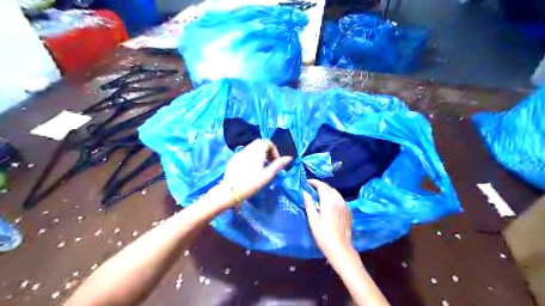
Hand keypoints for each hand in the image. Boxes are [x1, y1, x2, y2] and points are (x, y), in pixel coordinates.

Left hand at [220, 139, 291, 203]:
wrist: (230, 191)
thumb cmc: (251, 183)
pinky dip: (251, 156)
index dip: (274, 150)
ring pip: (251, 147)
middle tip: (270, 162)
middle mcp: (248, 149)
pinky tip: (250, 168)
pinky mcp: (233, 159)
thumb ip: (278, 165)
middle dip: (267, 150)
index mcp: (257, 151)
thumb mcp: (267, 175)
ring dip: (259, 153)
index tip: (276, 161)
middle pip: (259, 143)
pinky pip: (245, 153)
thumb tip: (289, 157)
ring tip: (262, 166)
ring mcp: (239, 153)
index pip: (268, 142)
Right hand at [305, 179, 355, 262]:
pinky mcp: (348, 211)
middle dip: (320, 186)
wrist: (341, 249)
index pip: (322, 186)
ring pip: (335, 192)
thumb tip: (304, 193)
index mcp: (329, 202)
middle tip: (311, 188)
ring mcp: (345, 205)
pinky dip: (333, 197)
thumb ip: (309, 205)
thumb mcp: (313, 221)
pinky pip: (340, 199)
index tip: (307, 182)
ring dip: (326, 190)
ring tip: (318, 194)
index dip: (314, 182)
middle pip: (329, 187)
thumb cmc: (324, 236)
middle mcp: (338, 201)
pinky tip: (328, 203)